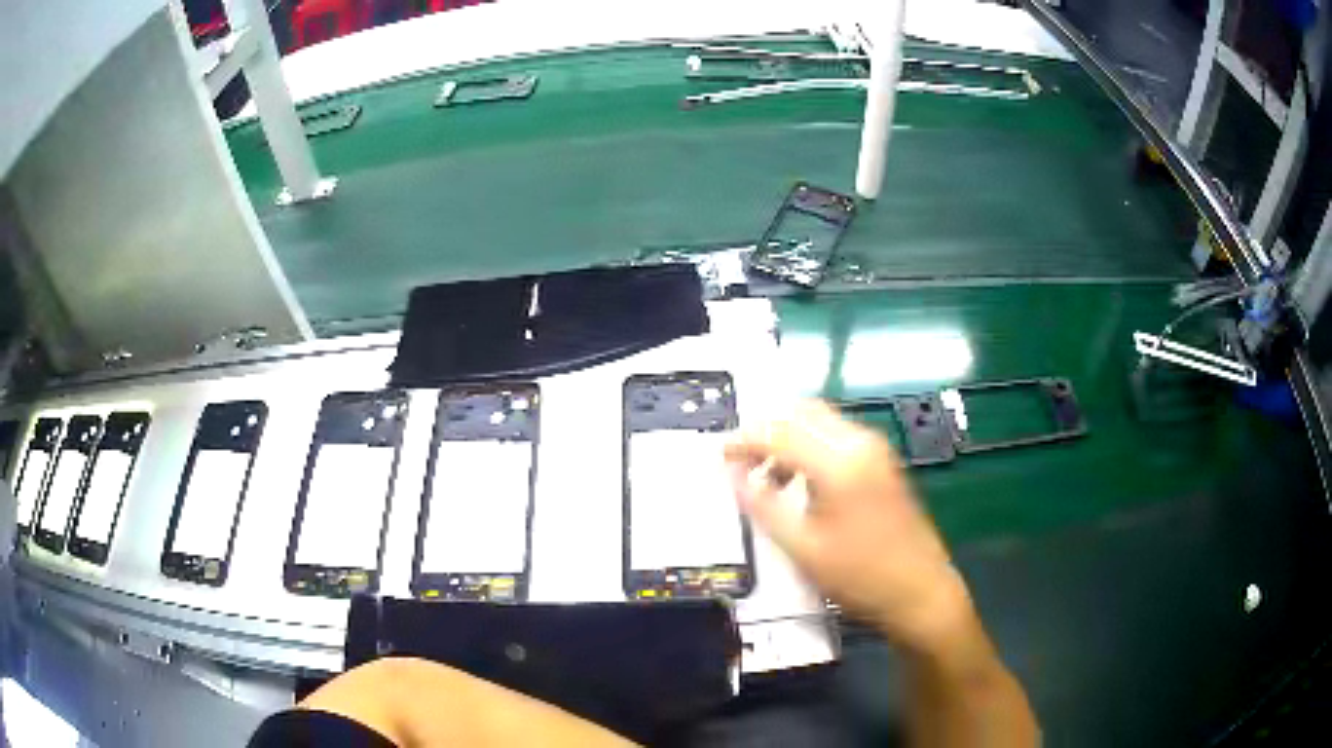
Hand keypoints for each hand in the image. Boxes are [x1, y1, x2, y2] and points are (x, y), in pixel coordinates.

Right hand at [725, 400, 975, 653]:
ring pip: (819, 420)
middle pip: (801, 412)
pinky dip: (809, 445)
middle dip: (766, 429)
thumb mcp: (802, 548)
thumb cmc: (859, 577)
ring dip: (787, 436)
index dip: (744, 439)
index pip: (779, 431)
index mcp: (839, 463)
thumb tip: (732, 473)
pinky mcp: (882, 461)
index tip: (720, 456)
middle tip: (740, 460)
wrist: (920, 591)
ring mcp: (875, 449)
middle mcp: (859, 442)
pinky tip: (798, 480)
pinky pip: (836, 435)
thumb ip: (762, 505)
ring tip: (766, 476)